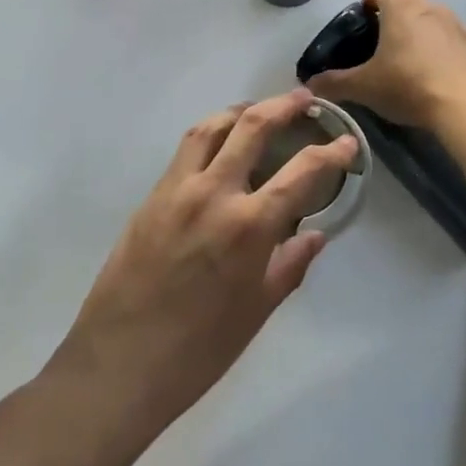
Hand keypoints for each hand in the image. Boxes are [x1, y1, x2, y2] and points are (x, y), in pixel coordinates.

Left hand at [50, 89, 358, 436]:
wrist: (118, 365)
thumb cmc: (198, 350)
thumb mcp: (257, 311)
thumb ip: (289, 265)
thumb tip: (314, 234)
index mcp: (248, 226)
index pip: (302, 171)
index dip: (331, 152)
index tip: (347, 141)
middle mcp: (213, 193)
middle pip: (253, 126)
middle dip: (284, 106)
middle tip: (303, 99)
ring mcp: (177, 190)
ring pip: (212, 127)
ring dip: (241, 110)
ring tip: (259, 110)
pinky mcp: (151, 196)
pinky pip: (186, 149)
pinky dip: (211, 133)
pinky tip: (220, 145)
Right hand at [308, 0, 465, 129]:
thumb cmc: (408, 85)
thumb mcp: (364, 87)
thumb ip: (335, 83)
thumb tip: (310, 84)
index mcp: (401, 7)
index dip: (370, 1)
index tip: (363, 20)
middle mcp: (430, 6)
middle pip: (409, 2)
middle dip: (396, 18)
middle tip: (383, 45)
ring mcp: (457, 23)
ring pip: (433, 19)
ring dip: (422, 32)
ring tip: (412, 61)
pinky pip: (455, 39)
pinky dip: (445, 49)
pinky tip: (439, 74)